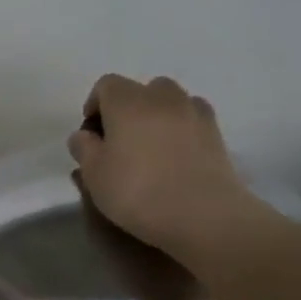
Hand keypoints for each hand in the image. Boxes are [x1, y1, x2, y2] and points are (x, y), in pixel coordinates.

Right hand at [69, 74, 266, 256]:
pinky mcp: (217, 132)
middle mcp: (162, 97)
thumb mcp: (94, 174)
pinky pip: (191, 119)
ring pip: (170, 102)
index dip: (94, 105)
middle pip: (140, 90)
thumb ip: (84, 149)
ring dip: (156, 116)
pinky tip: (176, 156)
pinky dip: (181, 129)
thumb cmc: (137, 191)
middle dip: (127, 109)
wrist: (203, 214)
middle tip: (120, 141)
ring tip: (150, 149)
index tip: (91, 134)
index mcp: (128, 101)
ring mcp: (194, 112)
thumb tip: (83, 136)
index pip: (106, 85)